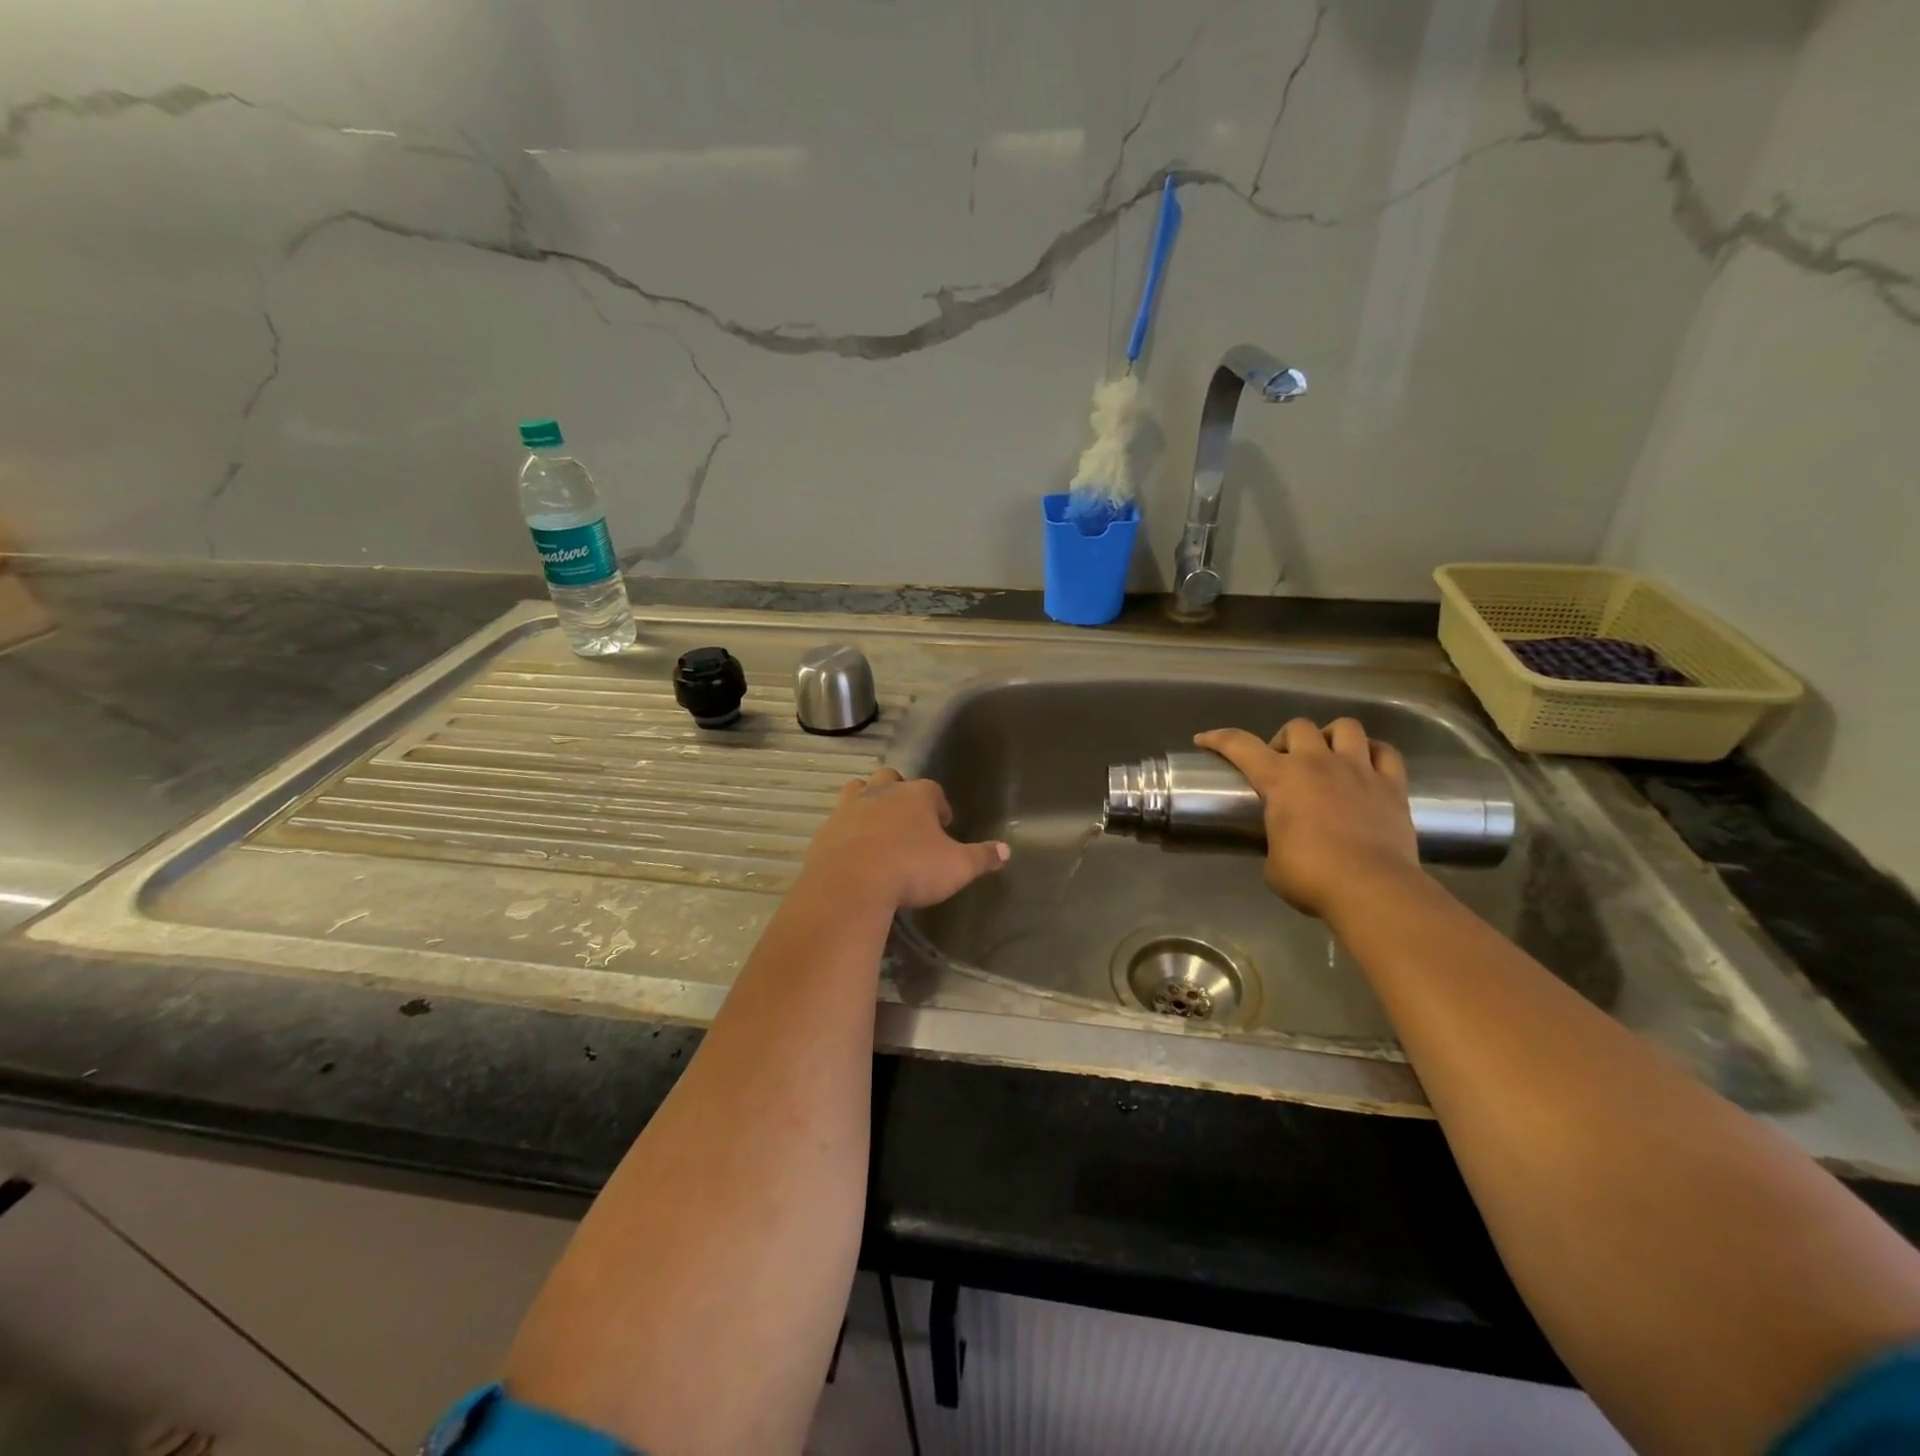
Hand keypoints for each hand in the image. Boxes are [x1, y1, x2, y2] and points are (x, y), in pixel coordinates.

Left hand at [802, 768, 1009, 910]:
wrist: (850, 883)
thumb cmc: (911, 869)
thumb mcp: (957, 867)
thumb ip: (982, 857)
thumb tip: (1007, 851)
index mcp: (916, 795)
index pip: (933, 790)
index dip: (939, 807)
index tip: (943, 825)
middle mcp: (882, 792)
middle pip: (891, 779)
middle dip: (900, 794)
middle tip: (908, 822)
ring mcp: (850, 808)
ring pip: (859, 791)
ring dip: (869, 803)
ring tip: (878, 828)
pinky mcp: (826, 829)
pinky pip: (838, 821)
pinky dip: (847, 830)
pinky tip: (854, 851)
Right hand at [1194, 719, 1420, 920]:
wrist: (1371, 889)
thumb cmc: (1311, 877)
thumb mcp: (1274, 860)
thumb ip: (1276, 839)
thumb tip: (1285, 843)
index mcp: (1280, 779)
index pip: (1240, 745)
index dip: (1218, 738)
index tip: (1204, 740)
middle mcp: (1318, 763)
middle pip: (1298, 726)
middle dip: (1286, 740)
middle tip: (1285, 765)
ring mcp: (1359, 770)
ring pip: (1346, 727)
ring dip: (1332, 737)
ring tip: (1329, 758)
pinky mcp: (1393, 785)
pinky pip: (1385, 752)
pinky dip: (1374, 753)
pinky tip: (1368, 766)